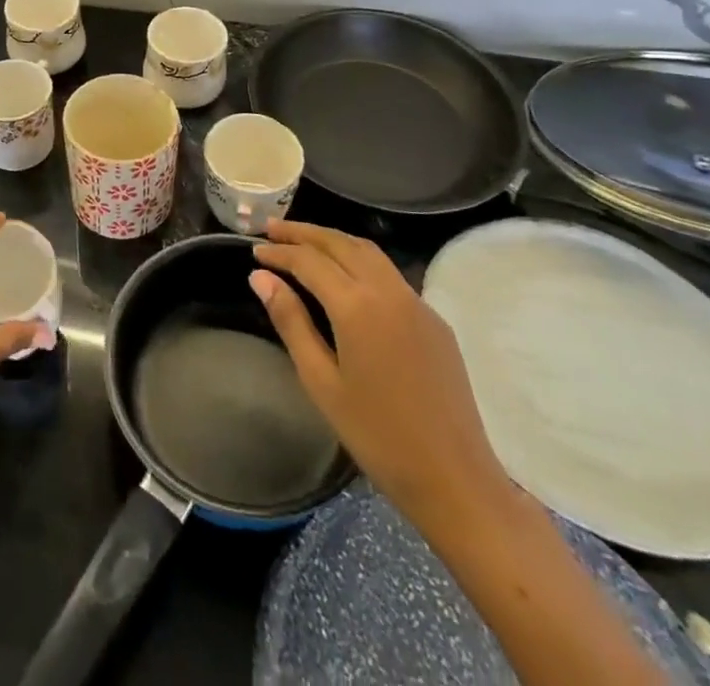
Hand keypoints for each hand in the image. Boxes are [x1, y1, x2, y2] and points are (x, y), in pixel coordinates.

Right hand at [249, 219, 513, 526]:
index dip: (279, 252)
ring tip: (303, 242)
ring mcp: (417, 303)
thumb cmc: (378, 436)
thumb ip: (291, 322)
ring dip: (333, 240)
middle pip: (341, 243)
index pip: (309, 260)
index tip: (254, 251)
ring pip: (369, 252)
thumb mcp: (321, 382)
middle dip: (304, 233)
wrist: (456, 480)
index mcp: (358, 306)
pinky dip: (359, 260)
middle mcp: (389, 291)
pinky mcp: (434, 320)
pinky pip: (390, 274)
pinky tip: (345, 275)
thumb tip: (260, 278)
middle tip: (271, 230)